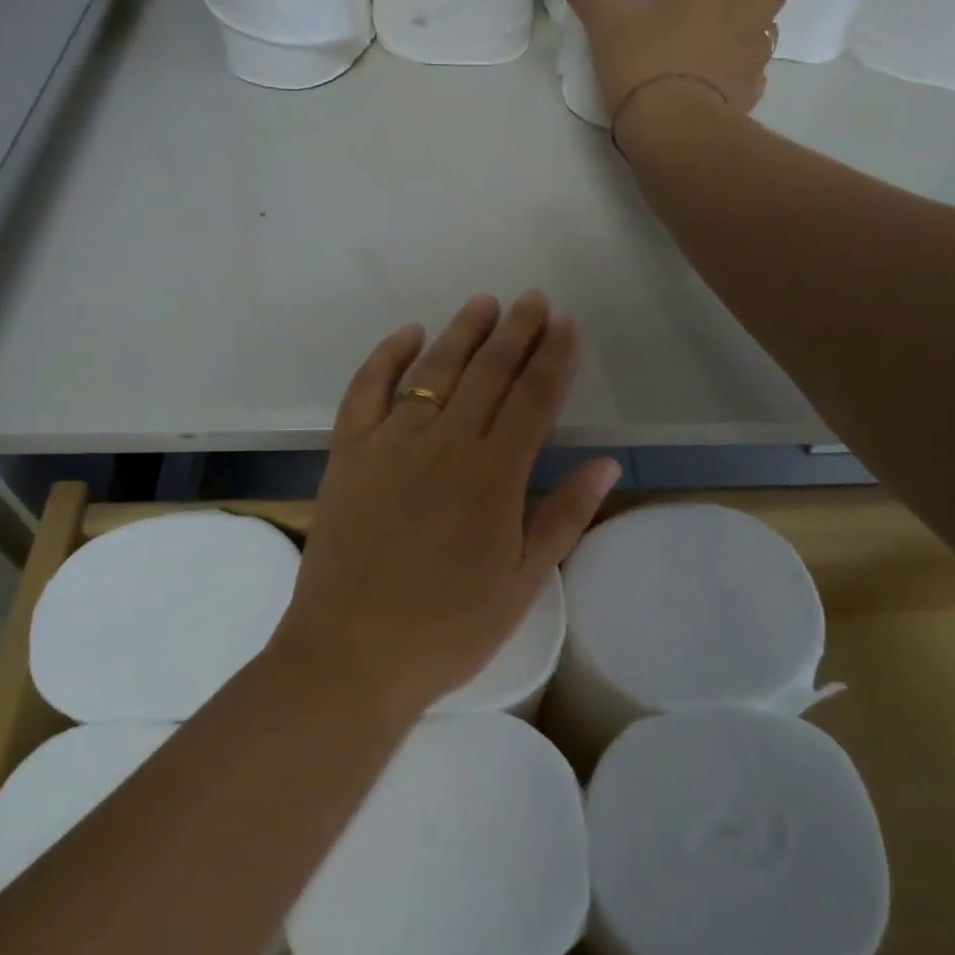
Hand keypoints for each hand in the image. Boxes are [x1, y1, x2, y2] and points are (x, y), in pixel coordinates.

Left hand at [270, 292, 620, 716]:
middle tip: (534, 299)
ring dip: (462, 332)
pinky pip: (366, 390)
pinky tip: (407, 334)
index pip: (533, 399)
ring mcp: (390, 443)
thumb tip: (606, 463)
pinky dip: (386, 356)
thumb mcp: (522, 583)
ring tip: (484, 303)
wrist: (350, 655)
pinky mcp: (348, 453)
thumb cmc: (448, 629)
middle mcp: (444, 443)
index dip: (554, 358)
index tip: (567, 325)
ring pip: (434, 370)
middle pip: (488, 373)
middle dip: (516, 332)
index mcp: (493, 476)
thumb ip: (564, 516)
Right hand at [554, 0, 793, 141]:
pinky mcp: (748, 96)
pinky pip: (756, 72)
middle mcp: (752, 17)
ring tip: (724, 28)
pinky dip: (743, 66)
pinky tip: (718, 74)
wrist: (670, 133)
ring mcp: (754, 60)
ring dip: (756, 21)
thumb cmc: (645, 64)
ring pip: (772, 28)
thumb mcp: (607, 22)